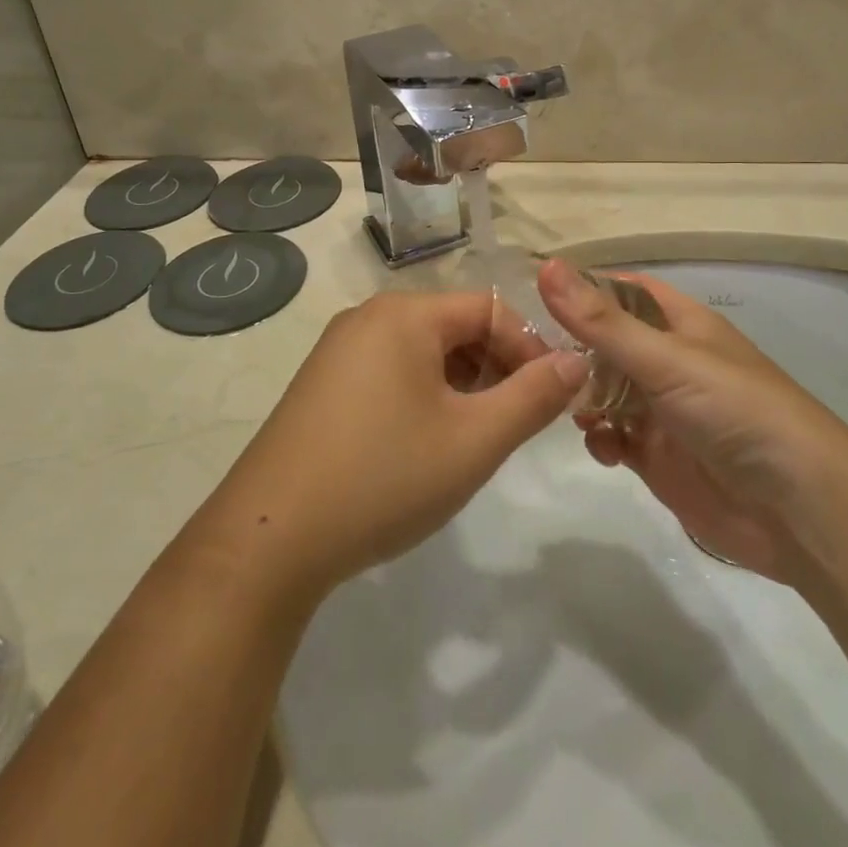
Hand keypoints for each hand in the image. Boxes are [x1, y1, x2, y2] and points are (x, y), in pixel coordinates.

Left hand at [190, 291, 587, 605]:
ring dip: (460, 385)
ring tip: (471, 439)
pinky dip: (422, 395)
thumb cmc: (384, 477)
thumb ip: (534, 396)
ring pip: (423, 352)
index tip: (549, 399)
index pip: (489, 308)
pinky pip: (390, 371)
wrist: (270, 538)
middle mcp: (368, 317)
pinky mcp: (322, 383)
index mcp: (404, 314)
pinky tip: (423, 444)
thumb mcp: (474, 440)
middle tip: (511, 424)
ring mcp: (339, 350)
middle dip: (495, 367)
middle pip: (454, 326)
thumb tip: (576, 360)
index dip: (528, 348)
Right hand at [538, 260, 847, 584]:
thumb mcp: (665, 359)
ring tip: (568, 406)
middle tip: (529, 359)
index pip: (623, 291)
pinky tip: (603, 446)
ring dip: (582, 396)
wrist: (799, 510)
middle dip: (572, 350)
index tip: (534, 295)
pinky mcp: (658, 458)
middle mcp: (668, 362)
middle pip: (606, 344)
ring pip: (604, 391)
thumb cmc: (735, 411)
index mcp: (679, 325)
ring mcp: (662, 411)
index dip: (584, 289)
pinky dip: (600, 438)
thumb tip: (545, 266)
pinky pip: (613, 437)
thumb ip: (600, 321)